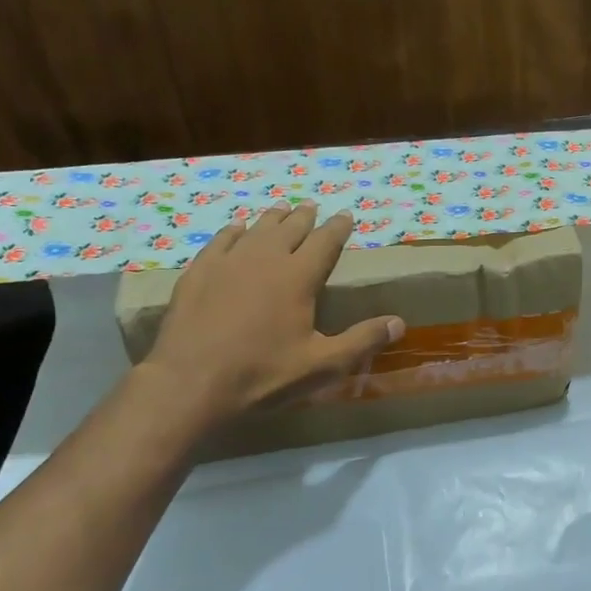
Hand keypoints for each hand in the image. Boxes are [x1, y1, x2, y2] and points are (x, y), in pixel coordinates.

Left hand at [140, 202, 404, 428]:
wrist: (190, 382)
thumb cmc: (263, 374)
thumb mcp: (322, 365)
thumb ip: (362, 341)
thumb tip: (400, 323)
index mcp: (298, 277)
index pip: (325, 242)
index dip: (338, 228)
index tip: (346, 216)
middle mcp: (265, 259)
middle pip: (290, 229)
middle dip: (305, 218)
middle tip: (313, 208)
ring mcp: (227, 262)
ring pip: (256, 230)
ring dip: (272, 219)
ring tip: (281, 210)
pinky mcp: (198, 273)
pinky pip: (221, 240)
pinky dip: (234, 231)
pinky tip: (236, 229)